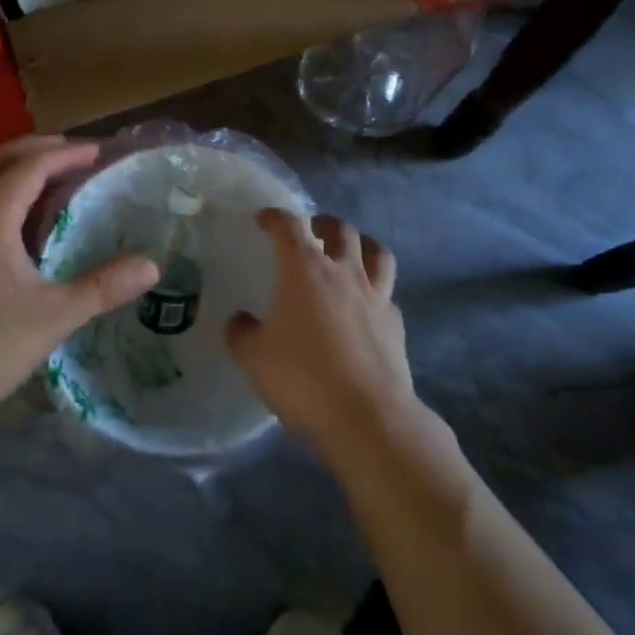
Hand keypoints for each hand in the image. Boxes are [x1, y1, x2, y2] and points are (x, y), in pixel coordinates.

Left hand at [0, 135, 156, 434]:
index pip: (29, 168)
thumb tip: (152, 265)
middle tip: (72, 150)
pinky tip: (23, 216)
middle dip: (34, 147)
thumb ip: (104, 287)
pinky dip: (2, 190)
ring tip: (51, 173)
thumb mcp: (55, 316)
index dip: (64, 155)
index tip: (97, 151)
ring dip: (14, 166)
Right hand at [225, 210, 418, 456]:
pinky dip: (377, 290)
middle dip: (324, 223)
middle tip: (313, 231)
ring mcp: (376, 296)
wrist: (368, 416)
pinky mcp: (396, 324)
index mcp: (305, 270)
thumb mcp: (255, 359)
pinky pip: (388, 293)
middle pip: (341, 229)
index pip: (289, 227)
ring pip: (377, 252)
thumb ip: (242, 334)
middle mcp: (344, 273)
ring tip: (351, 252)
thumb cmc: (304, 378)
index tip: (264, 220)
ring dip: (362, 244)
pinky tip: (368, 305)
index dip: (275, 217)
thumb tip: (238, 320)